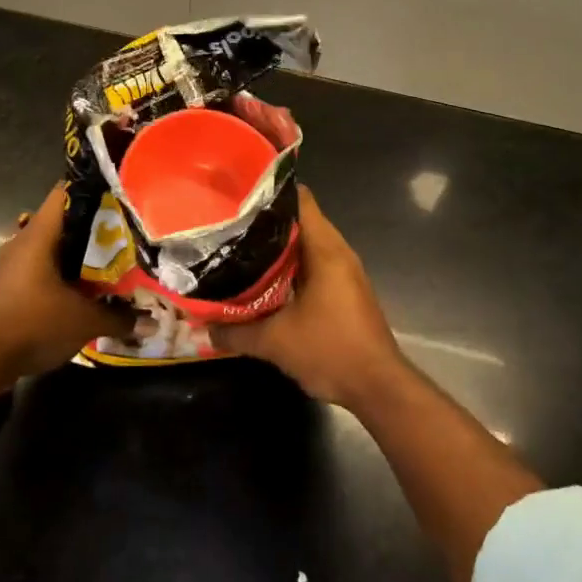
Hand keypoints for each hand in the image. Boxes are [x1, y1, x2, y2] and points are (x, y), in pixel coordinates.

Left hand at [0, 182, 125, 390]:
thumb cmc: (32, 324)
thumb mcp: (83, 322)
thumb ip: (118, 318)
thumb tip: (151, 322)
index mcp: (38, 236)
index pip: (64, 193)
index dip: (92, 189)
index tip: (120, 194)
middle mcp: (23, 242)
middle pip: (62, 221)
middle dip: (93, 226)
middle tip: (126, 232)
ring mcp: (13, 265)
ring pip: (51, 247)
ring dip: (78, 253)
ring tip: (111, 260)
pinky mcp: (9, 286)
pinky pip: (41, 268)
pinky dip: (62, 273)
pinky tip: (84, 288)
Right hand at [210, 186, 407, 409]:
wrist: (379, 388)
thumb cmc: (331, 351)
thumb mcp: (275, 342)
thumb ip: (235, 332)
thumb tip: (201, 327)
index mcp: (325, 249)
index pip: (300, 199)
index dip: (270, 193)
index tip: (239, 195)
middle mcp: (338, 252)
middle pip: (300, 221)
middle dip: (266, 222)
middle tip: (229, 224)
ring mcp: (345, 272)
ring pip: (306, 246)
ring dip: (278, 248)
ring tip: (240, 249)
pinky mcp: (345, 291)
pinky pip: (314, 265)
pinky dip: (291, 267)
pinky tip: (264, 281)